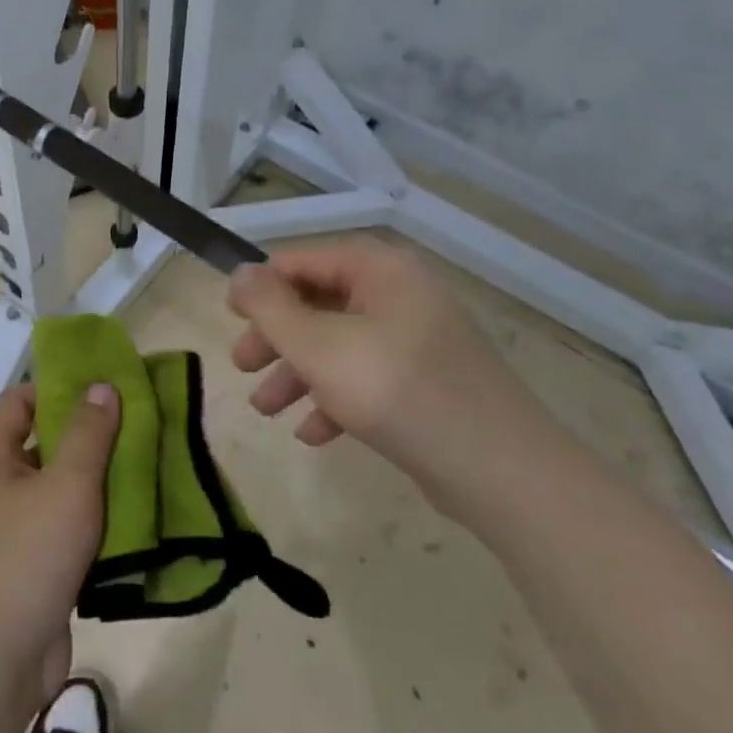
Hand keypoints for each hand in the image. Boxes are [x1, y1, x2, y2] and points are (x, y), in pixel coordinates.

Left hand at [0, 381, 118, 706]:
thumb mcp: (67, 484)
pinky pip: (67, 532)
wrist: (1, 658)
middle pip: (42, 445)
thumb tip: (101, 385)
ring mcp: (15, 533)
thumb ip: (88, 433)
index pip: (17, 402)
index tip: (97, 390)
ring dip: (95, 482)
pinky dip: (94, 524)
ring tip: (141, 470)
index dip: (53, 388)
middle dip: (85, 436)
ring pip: (59, 491)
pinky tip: (132, 522)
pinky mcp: (35, 570)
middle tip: (132, 429)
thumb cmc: (30, 554)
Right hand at [226, 242, 537, 494]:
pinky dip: (335, 398)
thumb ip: (270, 307)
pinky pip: (368, 378)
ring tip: (265, 409)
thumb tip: (239, 273)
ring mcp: (418, 340)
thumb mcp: (319, 346)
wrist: (503, 472)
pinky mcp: (428, 383)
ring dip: (298, 373)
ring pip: (340, 345)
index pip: (303, 260)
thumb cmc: (397, 391)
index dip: (261, 284)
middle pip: (319, 303)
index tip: (230, 316)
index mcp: (380, 271)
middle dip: (276, 337)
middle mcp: (401, 295)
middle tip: (242, 366)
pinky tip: (312, 433)